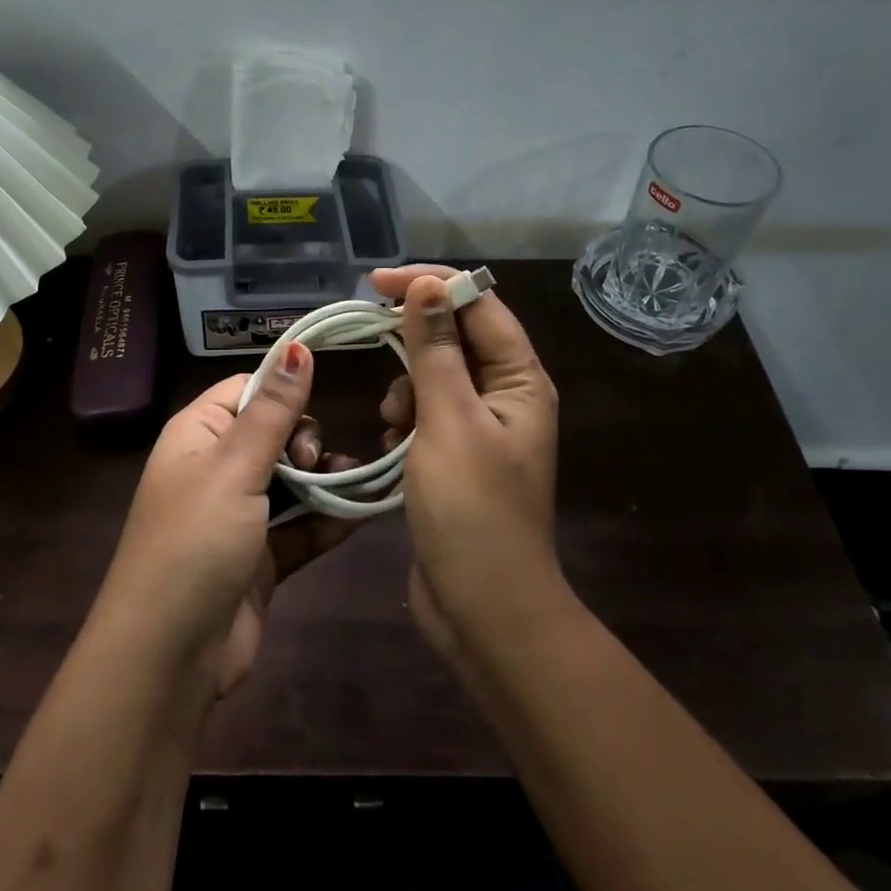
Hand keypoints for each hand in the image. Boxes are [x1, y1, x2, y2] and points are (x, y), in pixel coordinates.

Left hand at [96, 344, 363, 699]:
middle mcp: (216, 470)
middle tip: (312, 462)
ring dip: (325, 479)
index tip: (317, 401)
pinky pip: (302, 527)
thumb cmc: (196, 542)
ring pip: (293, 482)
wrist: (170, 657)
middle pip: (274, 434)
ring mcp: (240, 517)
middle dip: (305, 440)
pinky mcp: (261, 559)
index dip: (282, 390)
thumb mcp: (235, 467)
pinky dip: (330, 519)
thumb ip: (273, 409)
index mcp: (197, 436)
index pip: (245, 391)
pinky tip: (366, 510)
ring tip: (356, 480)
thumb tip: (297, 346)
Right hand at [370, 265, 565, 668]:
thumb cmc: (471, 510)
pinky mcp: (458, 456)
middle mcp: (507, 396)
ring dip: (407, 383)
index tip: (375, 282)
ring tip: (392, 418)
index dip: (430, 284)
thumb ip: (436, 349)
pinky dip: (406, 416)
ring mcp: (482, 428)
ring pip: (436, 375)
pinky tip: (391, 440)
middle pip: (458, 337)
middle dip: (414, 337)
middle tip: (370, 334)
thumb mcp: (448, 420)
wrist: (484, 608)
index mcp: (520, 380)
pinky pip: (428, 413)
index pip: (479, 304)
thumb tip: (427, 285)